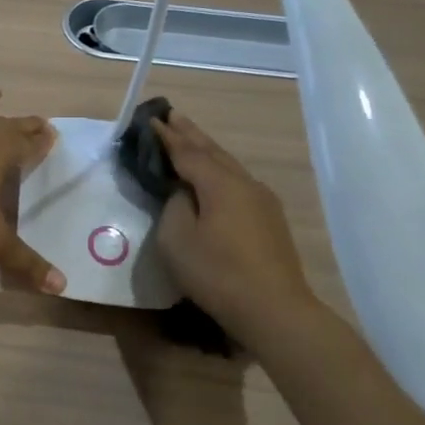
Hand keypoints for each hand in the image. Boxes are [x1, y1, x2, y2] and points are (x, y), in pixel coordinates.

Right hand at [152, 113, 319, 337]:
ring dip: (206, 149)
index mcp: (220, 183)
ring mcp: (262, 201)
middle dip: (190, 133)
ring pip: (228, 165)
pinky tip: (214, 175)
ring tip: (189, 138)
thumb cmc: (217, 273)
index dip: (166, 136)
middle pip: (212, 151)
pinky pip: (237, 183)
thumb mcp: (176, 239)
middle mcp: (244, 183)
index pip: (186, 151)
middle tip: (170, 114)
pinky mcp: (269, 220)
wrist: (274, 310)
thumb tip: (183, 192)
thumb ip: (174, 205)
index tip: (149, 119)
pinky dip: (218, 170)